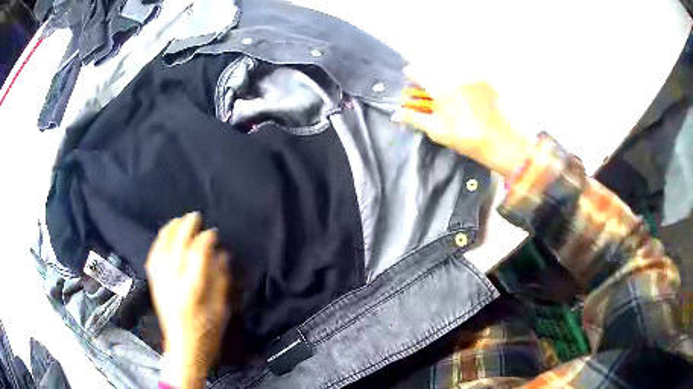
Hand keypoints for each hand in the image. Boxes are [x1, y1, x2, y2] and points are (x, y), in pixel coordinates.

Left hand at [145, 212, 230, 387]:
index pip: (197, 257)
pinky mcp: (155, 286)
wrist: (183, 349)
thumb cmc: (207, 333)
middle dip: (186, 228)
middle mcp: (173, 284)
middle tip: (195, 216)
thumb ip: (220, 281)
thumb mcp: (221, 310)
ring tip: (178, 220)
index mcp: (192, 292)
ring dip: (170, 231)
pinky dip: (158, 244)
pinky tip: (163, 237)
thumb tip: (221, 255)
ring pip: (162, 250)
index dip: (205, 240)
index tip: (213, 232)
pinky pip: (153, 258)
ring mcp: (161, 284)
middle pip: (177, 248)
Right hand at [393, 69, 530, 178]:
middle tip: (431, 90)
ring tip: (451, 95)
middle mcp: (455, 75)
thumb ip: (414, 119)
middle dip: (429, 76)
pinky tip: (468, 96)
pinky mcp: (486, 80)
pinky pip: (468, 74)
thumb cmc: (466, 138)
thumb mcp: (437, 130)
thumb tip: (395, 114)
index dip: (411, 74)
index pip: (417, 71)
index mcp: (440, 86)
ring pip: (452, 69)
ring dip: (446, 77)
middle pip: (435, 67)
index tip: (410, 80)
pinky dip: (462, 81)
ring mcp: (473, 76)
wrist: (502, 141)